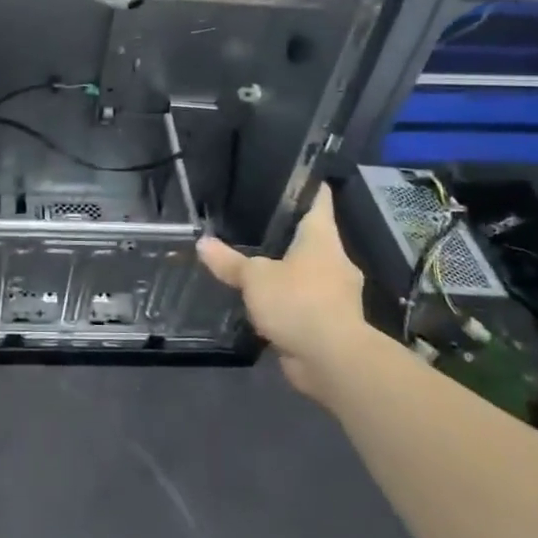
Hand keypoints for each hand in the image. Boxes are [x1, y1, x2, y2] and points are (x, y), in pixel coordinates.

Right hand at [197, 185, 367, 402]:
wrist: (334, 361)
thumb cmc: (299, 302)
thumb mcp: (255, 278)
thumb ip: (229, 261)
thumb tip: (202, 242)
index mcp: (322, 238)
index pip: (319, 199)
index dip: (305, 185)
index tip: (287, 175)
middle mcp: (334, 260)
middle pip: (312, 236)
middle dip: (288, 232)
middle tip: (255, 222)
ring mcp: (335, 293)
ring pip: (308, 272)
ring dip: (288, 271)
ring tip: (255, 263)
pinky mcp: (330, 322)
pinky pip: (306, 302)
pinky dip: (289, 302)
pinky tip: (265, 302)